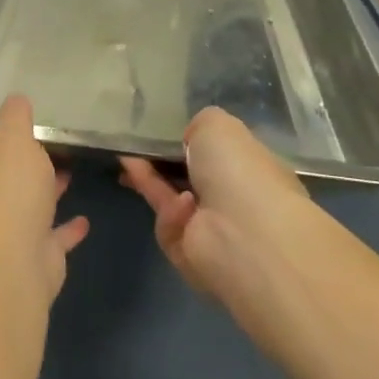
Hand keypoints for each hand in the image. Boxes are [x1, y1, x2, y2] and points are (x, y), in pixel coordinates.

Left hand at [0, 95, 89, 298]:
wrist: (13, 255)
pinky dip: (59, 231)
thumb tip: (17, 99)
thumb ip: (14, 115)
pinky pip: (39, 240)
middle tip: (46, 155)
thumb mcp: (12, 135)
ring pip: (15, 213)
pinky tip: (81, 221)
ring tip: (68, 177)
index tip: (15, 140)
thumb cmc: (4, 185)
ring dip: (40, 198)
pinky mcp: (14, 265)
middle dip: (18, 173)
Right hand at [120, 107, 308, 311]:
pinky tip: (182, 206)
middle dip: (157, 162)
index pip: (214, 152)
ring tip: (129, 160)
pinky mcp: (192, 254)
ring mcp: (214, 229)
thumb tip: (189, 139)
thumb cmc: (238, 171)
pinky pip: (170, 225)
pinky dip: (172, 213)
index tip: (157, 133)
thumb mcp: (217, 124)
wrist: (246, 236)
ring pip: (171, 199)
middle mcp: (234, 198)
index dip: (185, 142)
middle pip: (186, 176)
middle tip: (131, 148)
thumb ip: (199, 124)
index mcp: (249, 167)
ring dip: (150, 180)